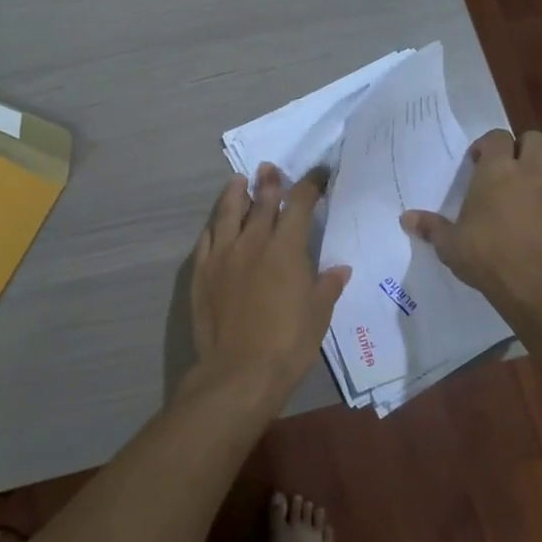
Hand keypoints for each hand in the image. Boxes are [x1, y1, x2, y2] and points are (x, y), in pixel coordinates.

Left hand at [189, 164, 351, 402]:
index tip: (318, 174)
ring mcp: (223, 255)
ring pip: (228, 214)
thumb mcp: (318, 316)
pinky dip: (214, 226)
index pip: (300, 205)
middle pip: (261, 202)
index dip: (310, 185)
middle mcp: (253, 242)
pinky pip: (207, 239)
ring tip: (238, 181)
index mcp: (286, 249)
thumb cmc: (288, 344)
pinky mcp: (202, 273)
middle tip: (270, 169)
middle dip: (269, 183)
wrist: (239, 372)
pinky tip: (216, 223)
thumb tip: (339, 269)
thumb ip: (327, 287)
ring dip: (235, 194)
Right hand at [400, 129, 541, 314]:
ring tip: (532, 189)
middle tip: (508, 168)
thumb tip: (406, 218)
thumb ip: (430, 227)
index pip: (498, 136)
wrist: (535, 283)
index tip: (477, 161)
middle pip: (535, 139)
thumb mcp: (449, 244)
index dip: (488, 144)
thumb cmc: (485, 255)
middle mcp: (529, 172)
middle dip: (523, 148)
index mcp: (497, 170)